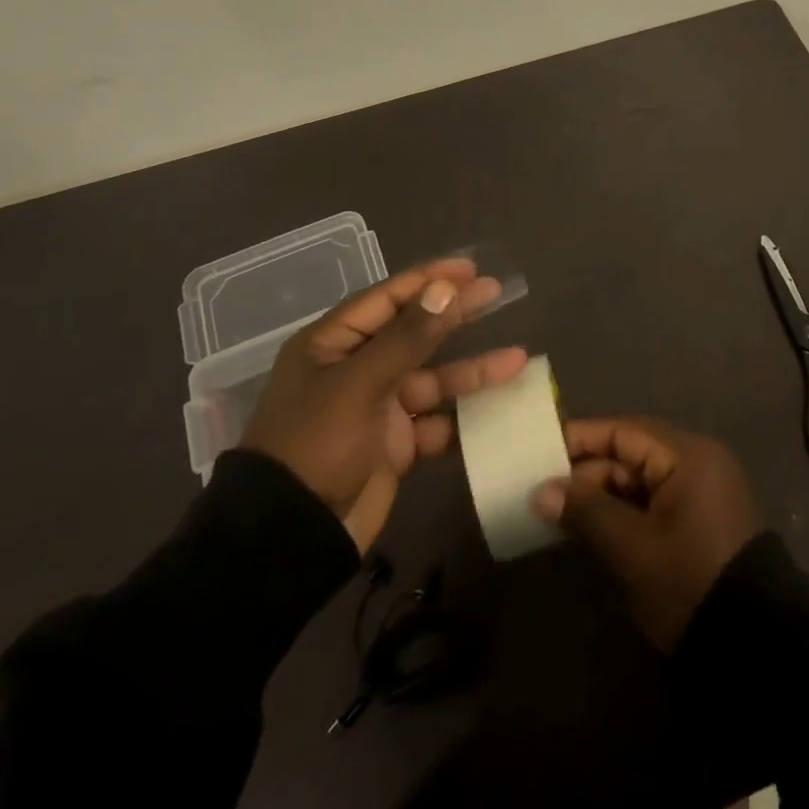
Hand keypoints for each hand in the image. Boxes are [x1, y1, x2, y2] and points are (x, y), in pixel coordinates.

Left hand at [240, 258, 525, 553]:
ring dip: (472, 371)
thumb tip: (445, 288)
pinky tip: (498, 409)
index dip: (428, 280)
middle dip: (455, 315)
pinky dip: (464, 417)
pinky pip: (436, 422)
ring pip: (433, 380)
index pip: (387, 298)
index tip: (470, 269)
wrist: (291, 540)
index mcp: (332, 345)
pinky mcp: (394, 446)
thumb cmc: (317, 444)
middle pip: (414, 333)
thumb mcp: (360, 383)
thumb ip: (407, 337)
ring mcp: (376, 409)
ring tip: (517, 361)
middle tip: (497, 292)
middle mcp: (355, 370)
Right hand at [533, 418, 761, 649]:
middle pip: (631, 454)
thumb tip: (540, 492)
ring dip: (602, 495)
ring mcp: (700, 491)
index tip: (540, 451)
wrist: (755, 645)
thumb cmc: (690, 582)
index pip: (624, 432)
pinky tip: (589, 528)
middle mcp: (697, 462)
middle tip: (541, 492)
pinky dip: (623, 511)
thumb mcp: (633, 548)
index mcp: (688, 454)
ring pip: (639, 480)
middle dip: (587, 473)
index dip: (581, 439)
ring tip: (556, 512)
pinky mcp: (699, 520)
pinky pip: (653, 501)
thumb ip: (586, 512)